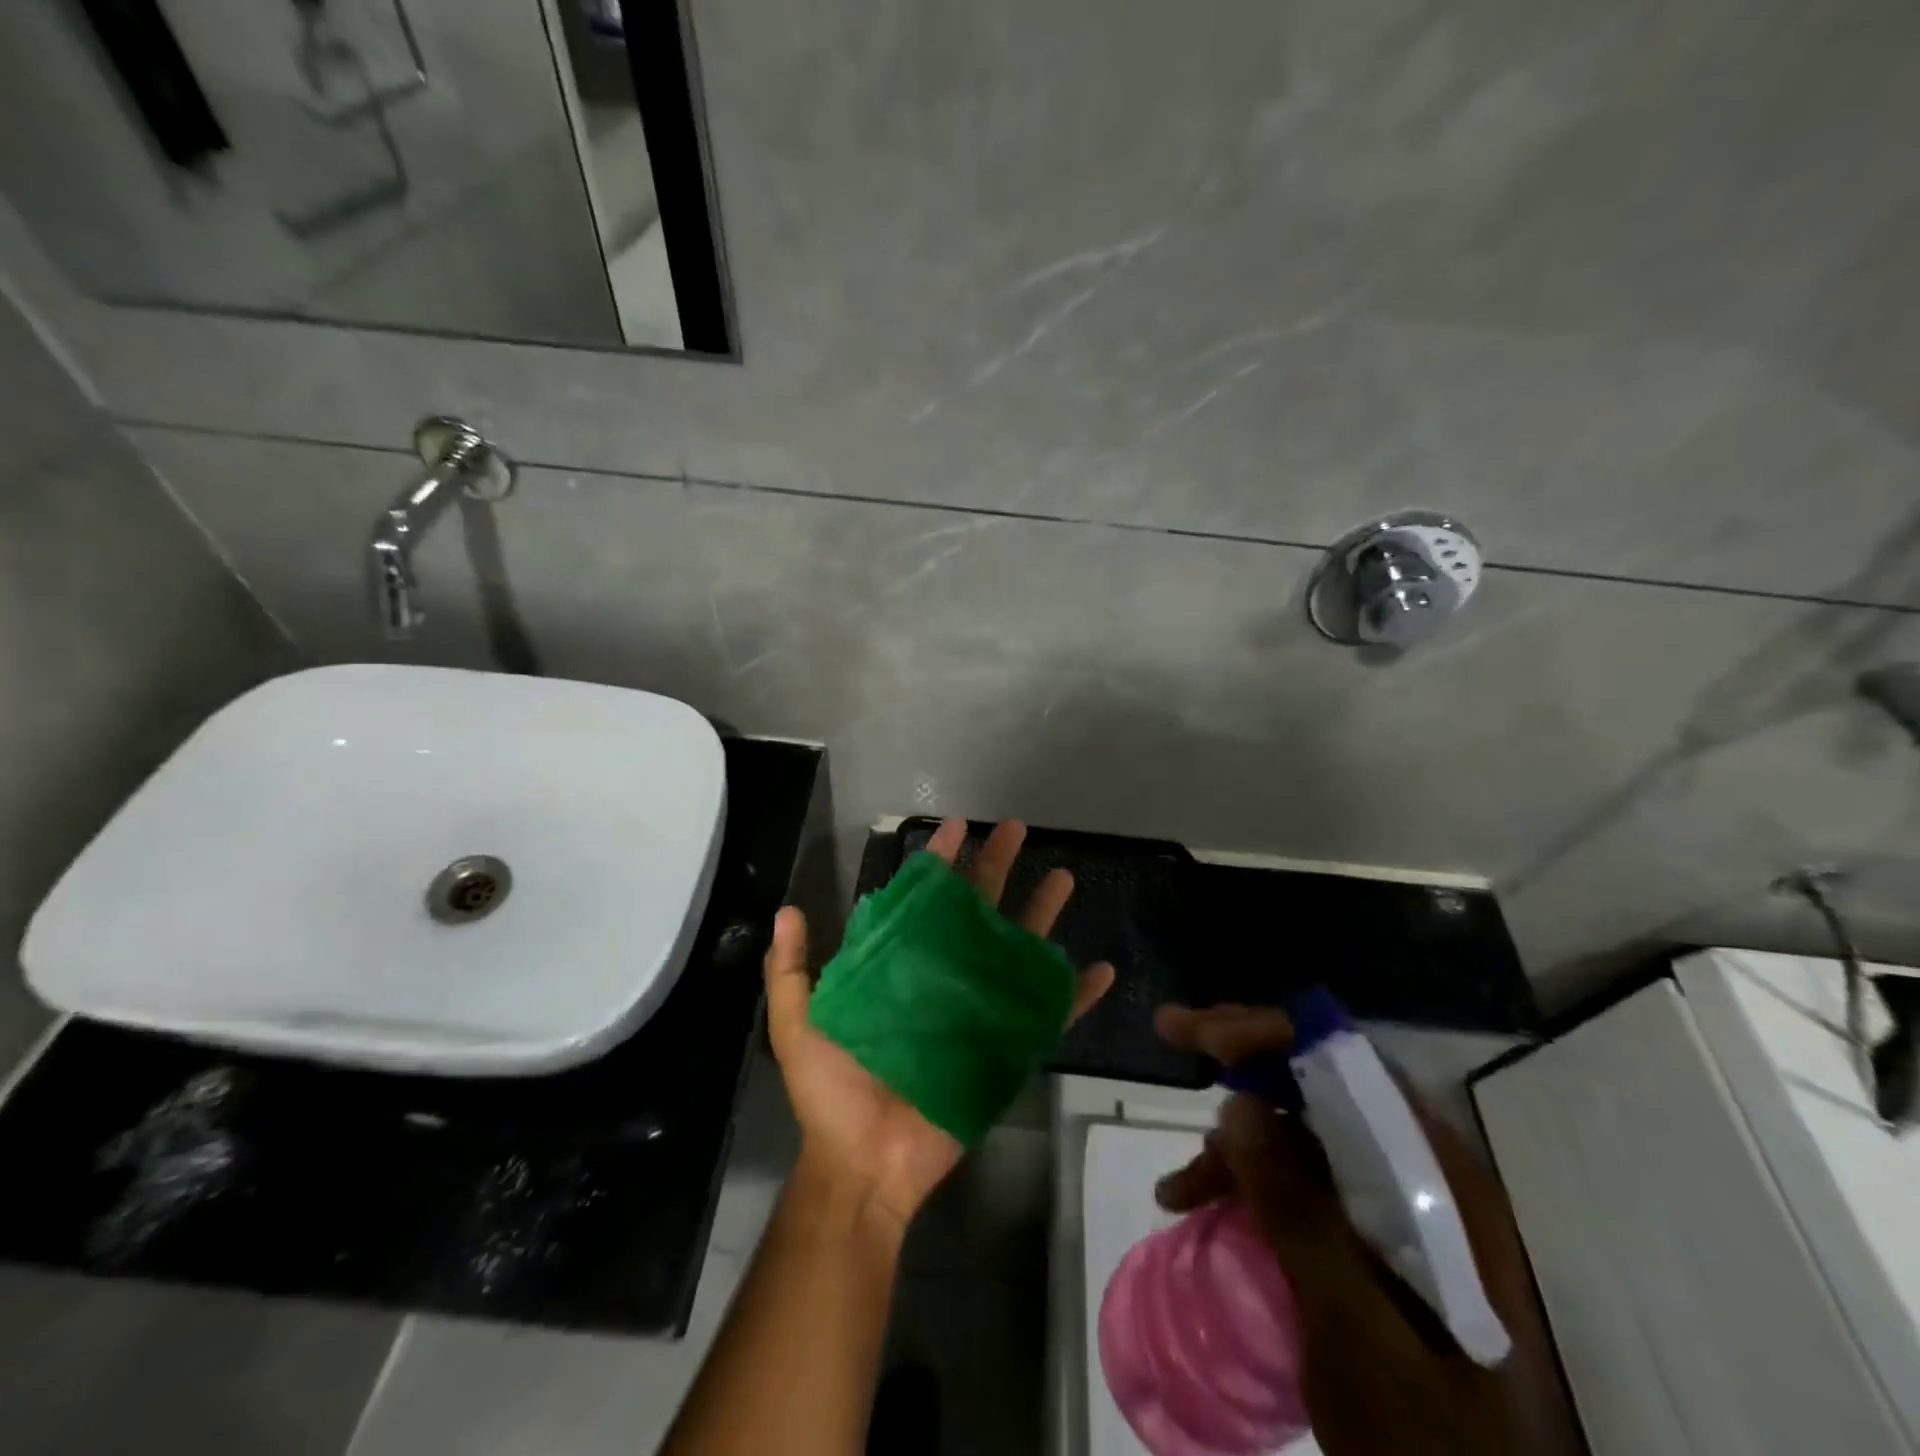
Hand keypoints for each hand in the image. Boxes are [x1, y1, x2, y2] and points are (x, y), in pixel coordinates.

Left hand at [765, 818, 1114, 1228]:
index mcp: (900, 965)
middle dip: (995, 867)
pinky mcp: (1006, 1047)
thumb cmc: (832, 1092)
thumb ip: (791, 971)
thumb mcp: (799, 1025)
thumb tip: (786, 910)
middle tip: (1015, 829)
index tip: (955, 828)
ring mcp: (979, 1009)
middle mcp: (943, 976)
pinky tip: (1102, 970)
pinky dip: (1076, 995)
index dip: (938, 863)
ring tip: (1063, 876)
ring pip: (1017, 950)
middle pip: (976, 911)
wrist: (865, 1164)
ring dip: (1041, 914)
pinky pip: (1049, 1016)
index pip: (923, 901)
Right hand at [1151, 1004, 1581, 1455]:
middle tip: (1174, 1034)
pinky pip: (1300, 1176)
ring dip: (1234, 1141)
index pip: (1351, 1067)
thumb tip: (1239, 1104)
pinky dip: (1246, 1180)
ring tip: (1177, 1191)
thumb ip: (1301, 1217)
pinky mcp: (1373, 1235)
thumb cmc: (1430, 1441)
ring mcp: (1398, 1203)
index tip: (1203, 1032)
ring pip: (1301, 1131)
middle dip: (1241, 1061)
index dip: (1273, 1035)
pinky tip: (1201, 1208)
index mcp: (1439, 1181)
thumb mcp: (1355, 1334)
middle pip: (1321, 1082)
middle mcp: (1423, 1173)